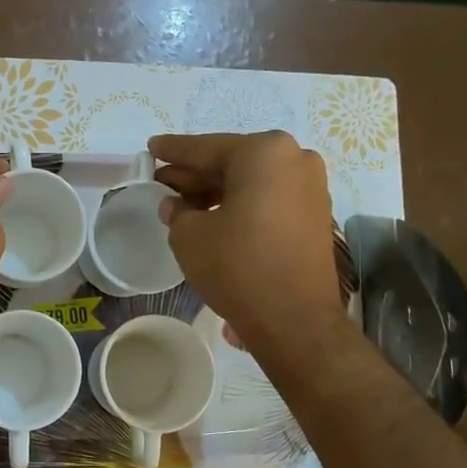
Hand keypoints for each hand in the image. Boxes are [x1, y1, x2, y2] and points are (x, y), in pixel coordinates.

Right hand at [149, 131, 348, 363]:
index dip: (173, 151)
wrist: (294, 319)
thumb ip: (177, 211)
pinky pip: (269, 199)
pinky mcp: (315, 216)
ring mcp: (311, 188)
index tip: (151, 148)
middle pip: (232, 162)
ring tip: (182, 205)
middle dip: (195, 174)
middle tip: (161, 181)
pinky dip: (241, 204)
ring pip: (251, 181)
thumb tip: (176, 205)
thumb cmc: (237, 265)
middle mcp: (295, 160)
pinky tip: (214, 218)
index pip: (207, 148)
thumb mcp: (189, 235)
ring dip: (216, 191)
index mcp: (264, 152)